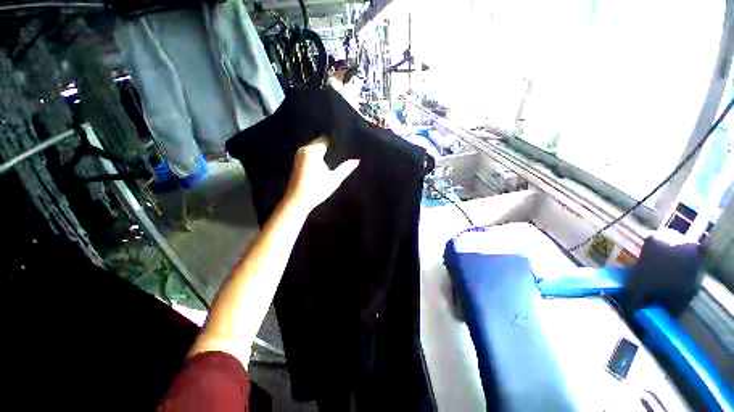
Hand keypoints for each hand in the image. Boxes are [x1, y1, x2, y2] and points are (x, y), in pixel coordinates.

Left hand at [285, 137, 359, 211]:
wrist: (297, 201)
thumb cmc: (317, 190)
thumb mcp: (334, 179)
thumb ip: (346, 168)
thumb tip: (357, 160)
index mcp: (313, 151)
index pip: (327, 140)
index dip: (337, 143)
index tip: (345, 147)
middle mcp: (304, 149)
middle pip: (320, 142)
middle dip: (330, 147)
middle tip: (341, 155)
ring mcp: (299, 155)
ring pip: (315, 147)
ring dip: (324, 151)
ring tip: (334, 159)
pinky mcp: (297, 161)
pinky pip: (310, 153)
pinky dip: (317, 156)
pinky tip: (324, 164)